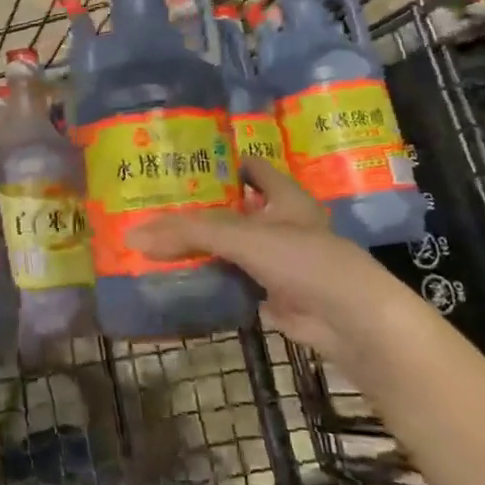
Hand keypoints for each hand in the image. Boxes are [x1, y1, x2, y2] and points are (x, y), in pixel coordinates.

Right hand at [127, 156, 370, 353]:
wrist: (352, 322)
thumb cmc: (305, 261)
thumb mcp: (243, 237)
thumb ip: (189, 234)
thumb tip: (132, 236)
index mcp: (284, 196)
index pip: (250, 166)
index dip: (220, 162)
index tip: (181, 162)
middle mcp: (282, 224)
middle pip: (234, 209)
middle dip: (200, 209)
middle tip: (155, 204)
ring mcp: (279, 261)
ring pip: (232, 248)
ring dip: (203, 248)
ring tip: (157, 240)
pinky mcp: (274, 295)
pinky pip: (234, 282)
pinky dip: (211, 281)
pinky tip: (179, 278)